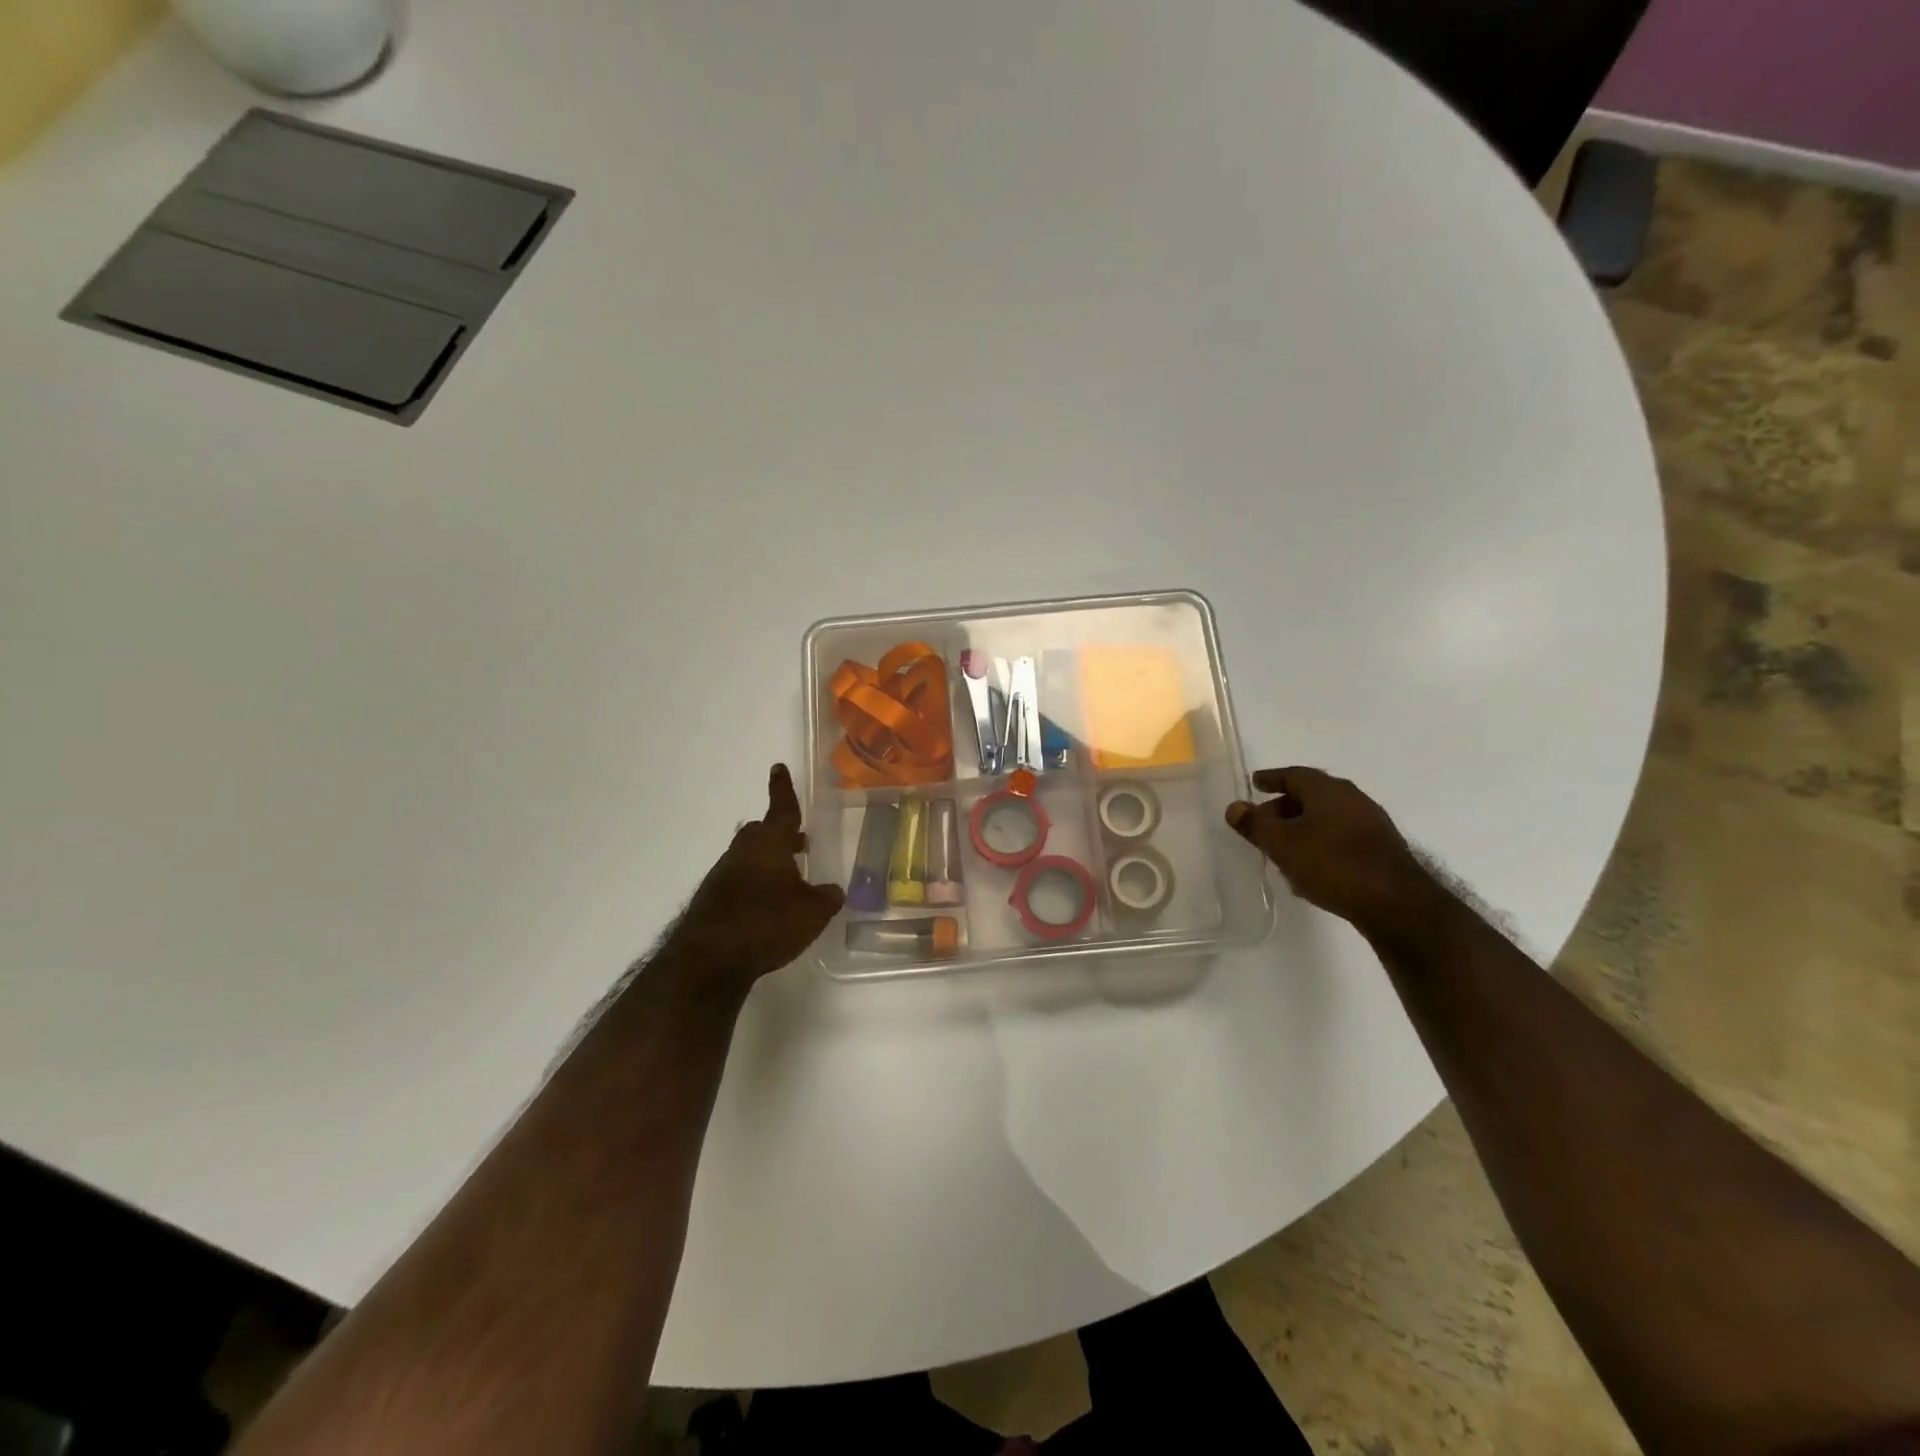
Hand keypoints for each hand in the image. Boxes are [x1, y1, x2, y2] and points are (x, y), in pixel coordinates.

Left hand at [672, 764, 845, 982]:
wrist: (709, 960)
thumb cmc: (767, 923)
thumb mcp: (812, 913)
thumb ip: (826, 898)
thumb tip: (833, 890)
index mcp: (769, 844)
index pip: (781, 808)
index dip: (783, 789)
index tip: (778, 767)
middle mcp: (743, 852)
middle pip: (761, 832)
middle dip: (780, 834)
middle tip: (798, 843)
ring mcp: (722, 876)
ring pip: (748, 858)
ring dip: (767, 862)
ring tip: (788, 880)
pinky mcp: (711, 900)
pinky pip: (737, 882)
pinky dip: (754, 886)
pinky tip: (766, 908)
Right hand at [1226, 767, 1434, 932]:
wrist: (1397, 904)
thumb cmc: (1332, 864)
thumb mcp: (1282, 844)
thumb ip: (1255, 824)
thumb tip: (1235, 807)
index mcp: (1328, 790)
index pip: (1294, 774)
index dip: (1271, 778)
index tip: (1254, 783)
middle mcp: (1353, 799)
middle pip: (1311, 795)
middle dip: (1284, 806)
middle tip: (1263, 822)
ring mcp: (1372, 824)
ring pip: (1327, 818)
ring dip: (1302, 827)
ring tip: (1282, 848)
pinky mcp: (1381, 850)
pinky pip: (1341, 837)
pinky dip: (1320, 843)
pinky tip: (1310, 867)